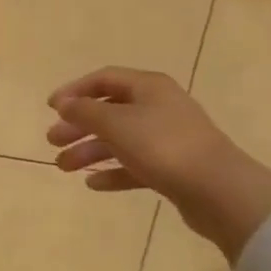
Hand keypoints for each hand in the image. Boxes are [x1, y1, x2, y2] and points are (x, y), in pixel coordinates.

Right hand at [46, 67, 270, 259]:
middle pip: (109, 110)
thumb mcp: (115, 123)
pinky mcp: (174, 168)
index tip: (50, 108)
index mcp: (148, 87)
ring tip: (64, 167)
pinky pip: (135, 165)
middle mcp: (159, 107)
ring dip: (89, 151)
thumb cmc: (163, 146)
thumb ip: (84, 111)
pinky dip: (113, 172)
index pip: (103, 79)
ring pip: (119, 140)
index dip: (74, 90)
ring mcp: (168, 138)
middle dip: (78, 125)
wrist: (220, 191)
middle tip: (52, 141)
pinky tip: (93, 184)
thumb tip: (64, 104)